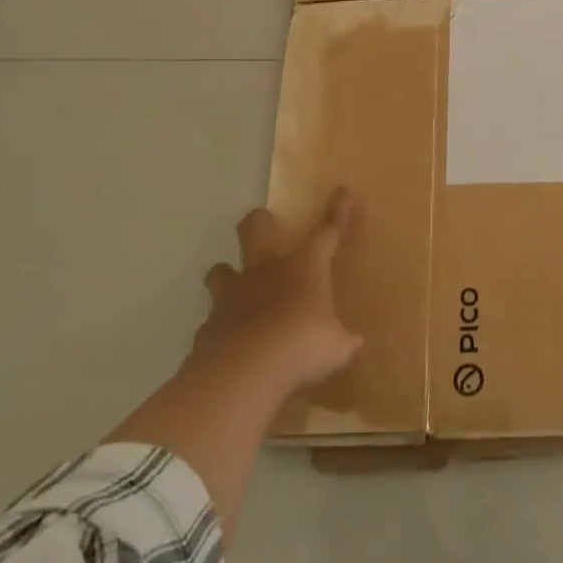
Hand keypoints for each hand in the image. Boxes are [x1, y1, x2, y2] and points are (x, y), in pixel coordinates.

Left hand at [193, 186, 363, 393]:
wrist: (244, 372)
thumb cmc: (302, 346)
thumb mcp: (336, 347)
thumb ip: (342, 341)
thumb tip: (354, 343)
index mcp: (304, 268)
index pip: (326, 231)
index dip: (337, 211)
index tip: (342, 190)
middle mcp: (265, 272)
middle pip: (255, 229)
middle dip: (259, 221)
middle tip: (264, 222)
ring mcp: (231, 296)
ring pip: (220, 270)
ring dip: (228, 275)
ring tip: (236, 286)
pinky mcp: (208, 326)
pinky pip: (213, 319)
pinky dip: (221, 326)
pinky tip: (230, 342)